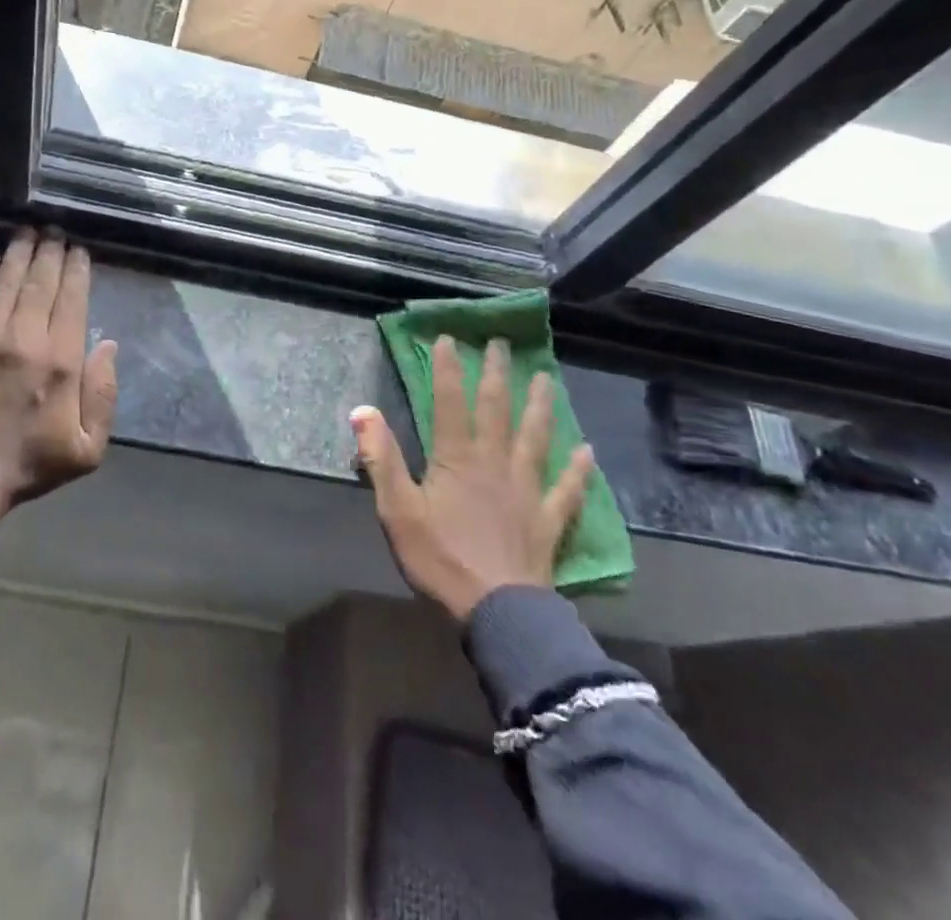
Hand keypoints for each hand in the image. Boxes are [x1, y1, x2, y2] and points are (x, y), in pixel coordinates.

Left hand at [0, 229, 119, 525]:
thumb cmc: (28, 463)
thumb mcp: (86, 447)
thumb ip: (104, 395)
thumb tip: (107, 346)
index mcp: (60, 361)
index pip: (71, 300)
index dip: (76, 270)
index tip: (79, 250)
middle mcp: (24, 338)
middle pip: (40, 282)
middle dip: (50, 252)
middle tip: (54, 230)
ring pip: (7, 282)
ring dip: (19, 253)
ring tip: (28, 231)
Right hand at [352, 335, 594, 623]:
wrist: (497, 612)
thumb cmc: (440, 558)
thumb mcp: (397, 510)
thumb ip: (380, 458)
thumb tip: (362, 411)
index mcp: (457, 458)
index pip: (450, 402)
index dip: (448, 368)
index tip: (449, 338)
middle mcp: (495, 463)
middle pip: (497, 409)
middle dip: (497, 373)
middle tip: (504, 344)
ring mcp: (526, 490)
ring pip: (535, 438)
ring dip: (541, 406)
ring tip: (547, 378)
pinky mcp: (548, 520)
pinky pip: (566, 490)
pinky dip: (578, 470)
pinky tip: (588, 452)